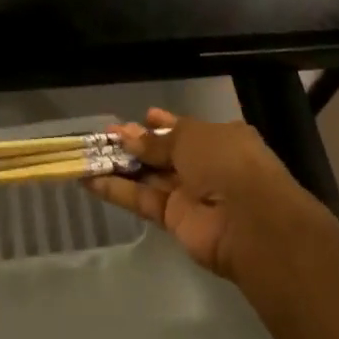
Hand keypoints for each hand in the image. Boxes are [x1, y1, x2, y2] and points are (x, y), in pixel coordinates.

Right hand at [86, 108, 311, 280]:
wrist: (249, 221)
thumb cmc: (227, 162)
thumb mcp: (190, 137)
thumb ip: (156, 141)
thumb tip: (129, 136)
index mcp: (218, 139)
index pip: (184, 129)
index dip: (161, 123)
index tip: (139, 116)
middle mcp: (205, 165)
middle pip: (163, 153)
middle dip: (136, 143)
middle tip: (106, 134)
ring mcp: (189, 195)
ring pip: (149, 177)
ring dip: (121, 166)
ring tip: (90, 153)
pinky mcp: (173, 221)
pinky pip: (142, 200)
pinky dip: (117, 191)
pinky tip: (89, 180)